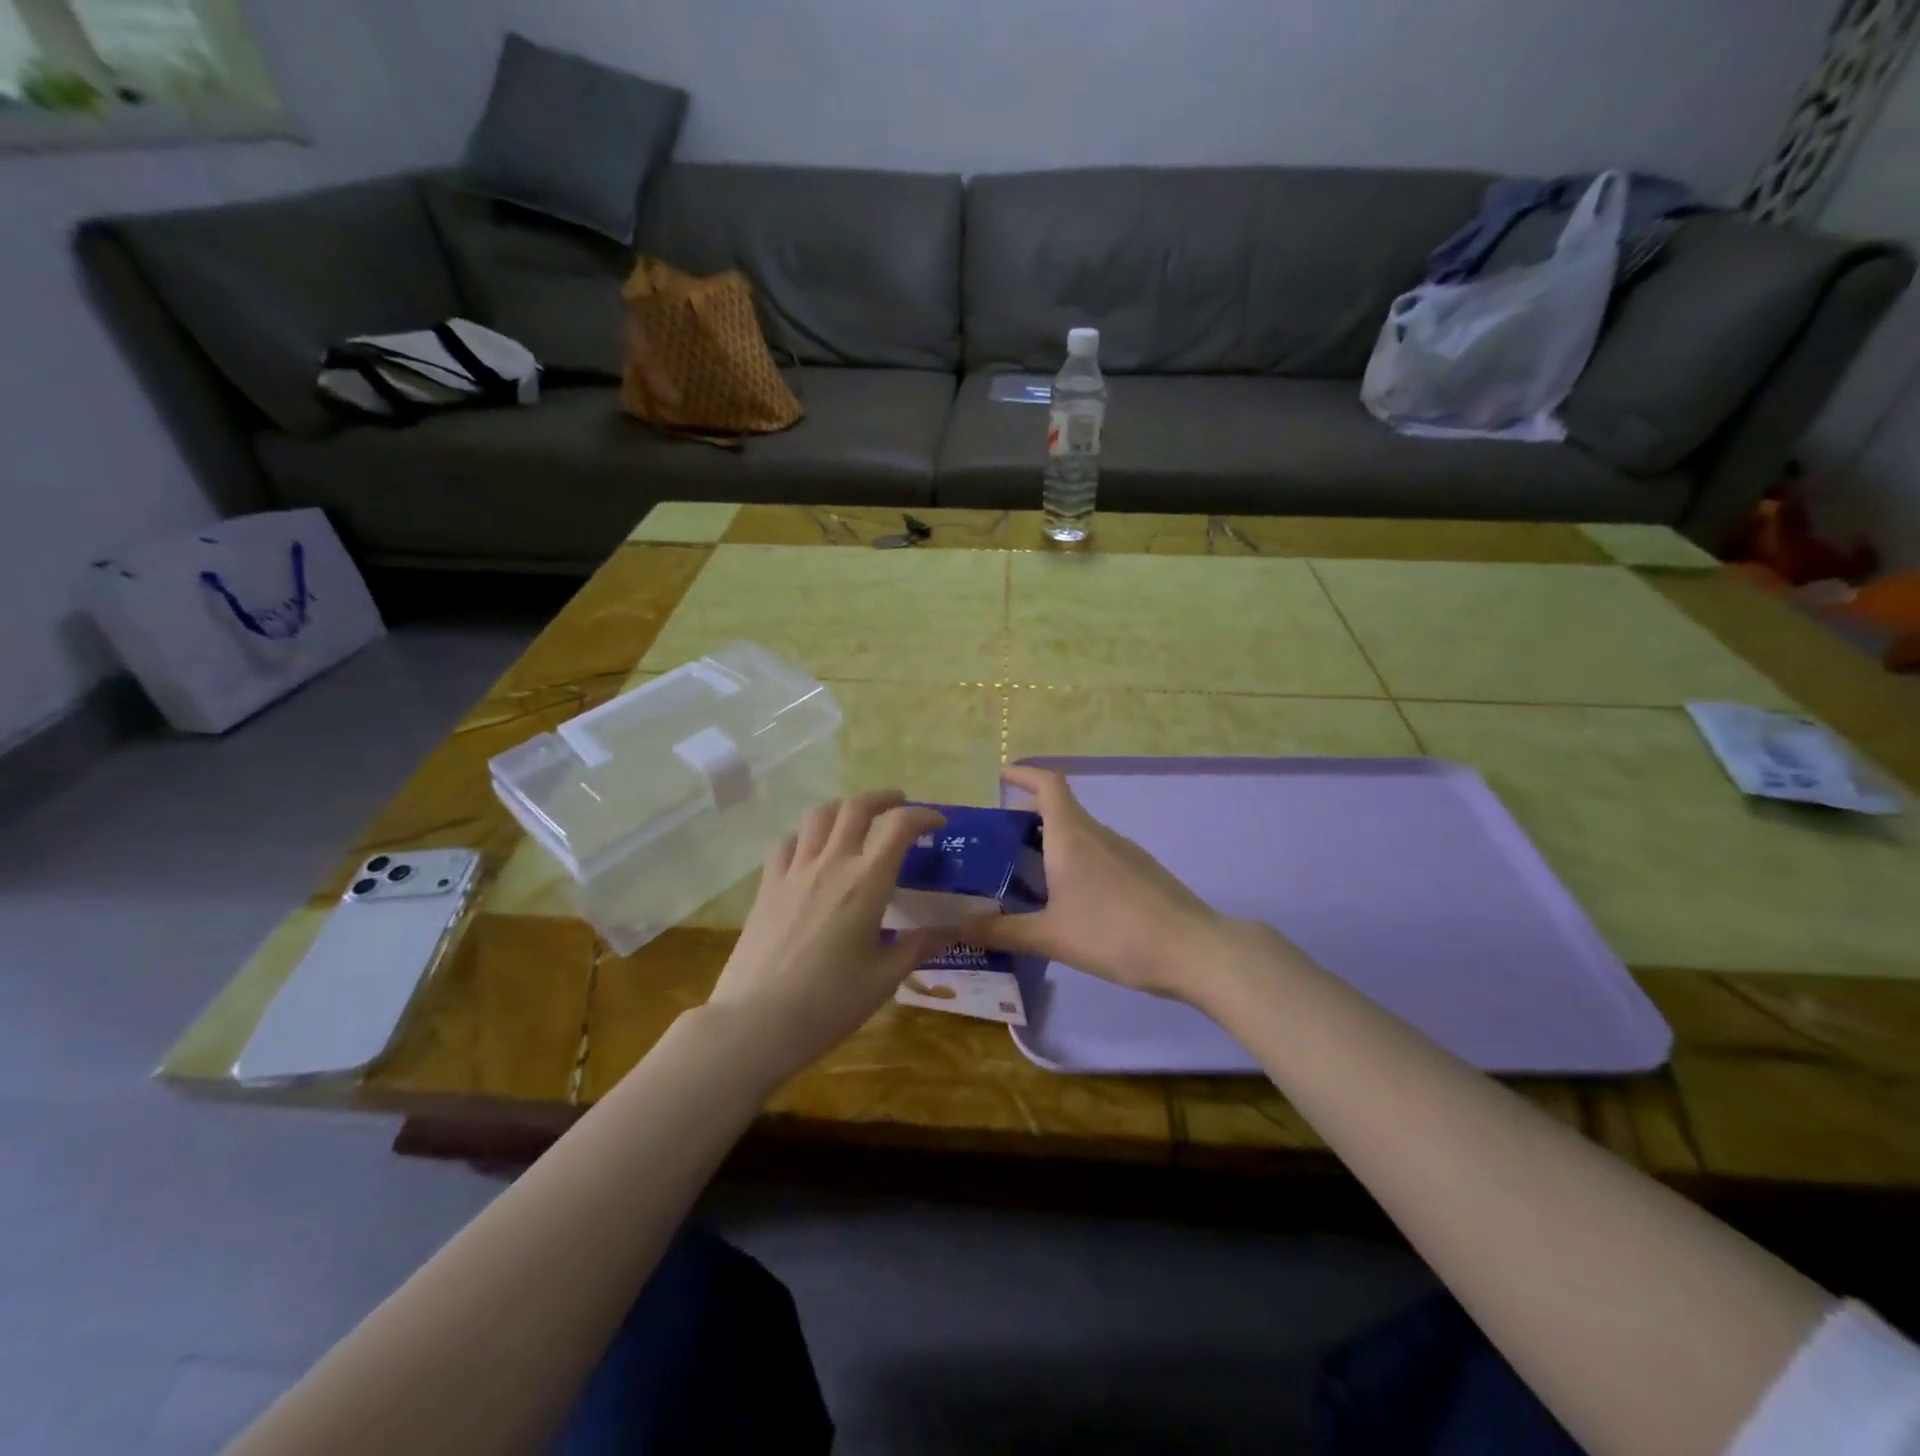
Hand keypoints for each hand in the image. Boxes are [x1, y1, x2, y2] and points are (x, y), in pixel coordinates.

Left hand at [704, 790, 952, 1085]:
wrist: (754, 1022)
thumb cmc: (828, 1004)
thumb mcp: (884, 979)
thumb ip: (918, 947)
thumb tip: (949, 930)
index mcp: (867, 883)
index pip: (899, 827)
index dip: (923, 815)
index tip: (938, 822)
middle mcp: (831, 864)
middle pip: (856, 807)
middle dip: (884, 798)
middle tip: (900, 805)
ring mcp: (794, 871)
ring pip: (819, 815)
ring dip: (844, 808)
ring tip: (857, 820)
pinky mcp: (767, 885)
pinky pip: (787, 841)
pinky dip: (806, 835)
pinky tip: (812, 851)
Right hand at [962, 766, 1235, 1002]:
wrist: (1193, 950)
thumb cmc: (1114, 934)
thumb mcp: (1051, 937)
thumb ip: (1002, 931)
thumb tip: (957, 926)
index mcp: (1072, 836)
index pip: (1048, 784)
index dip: (1025, 774)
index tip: (1003, 775)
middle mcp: (1099, 834)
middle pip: (1062, 810)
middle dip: (1030, 817)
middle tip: (1000, 843)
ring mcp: (1126, 852)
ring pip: (1081, 835)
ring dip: (1054, 844)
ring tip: (1029, 876)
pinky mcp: (1144, 872)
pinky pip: (1100, 855)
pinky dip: (1077, 862)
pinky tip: (1072, 900)